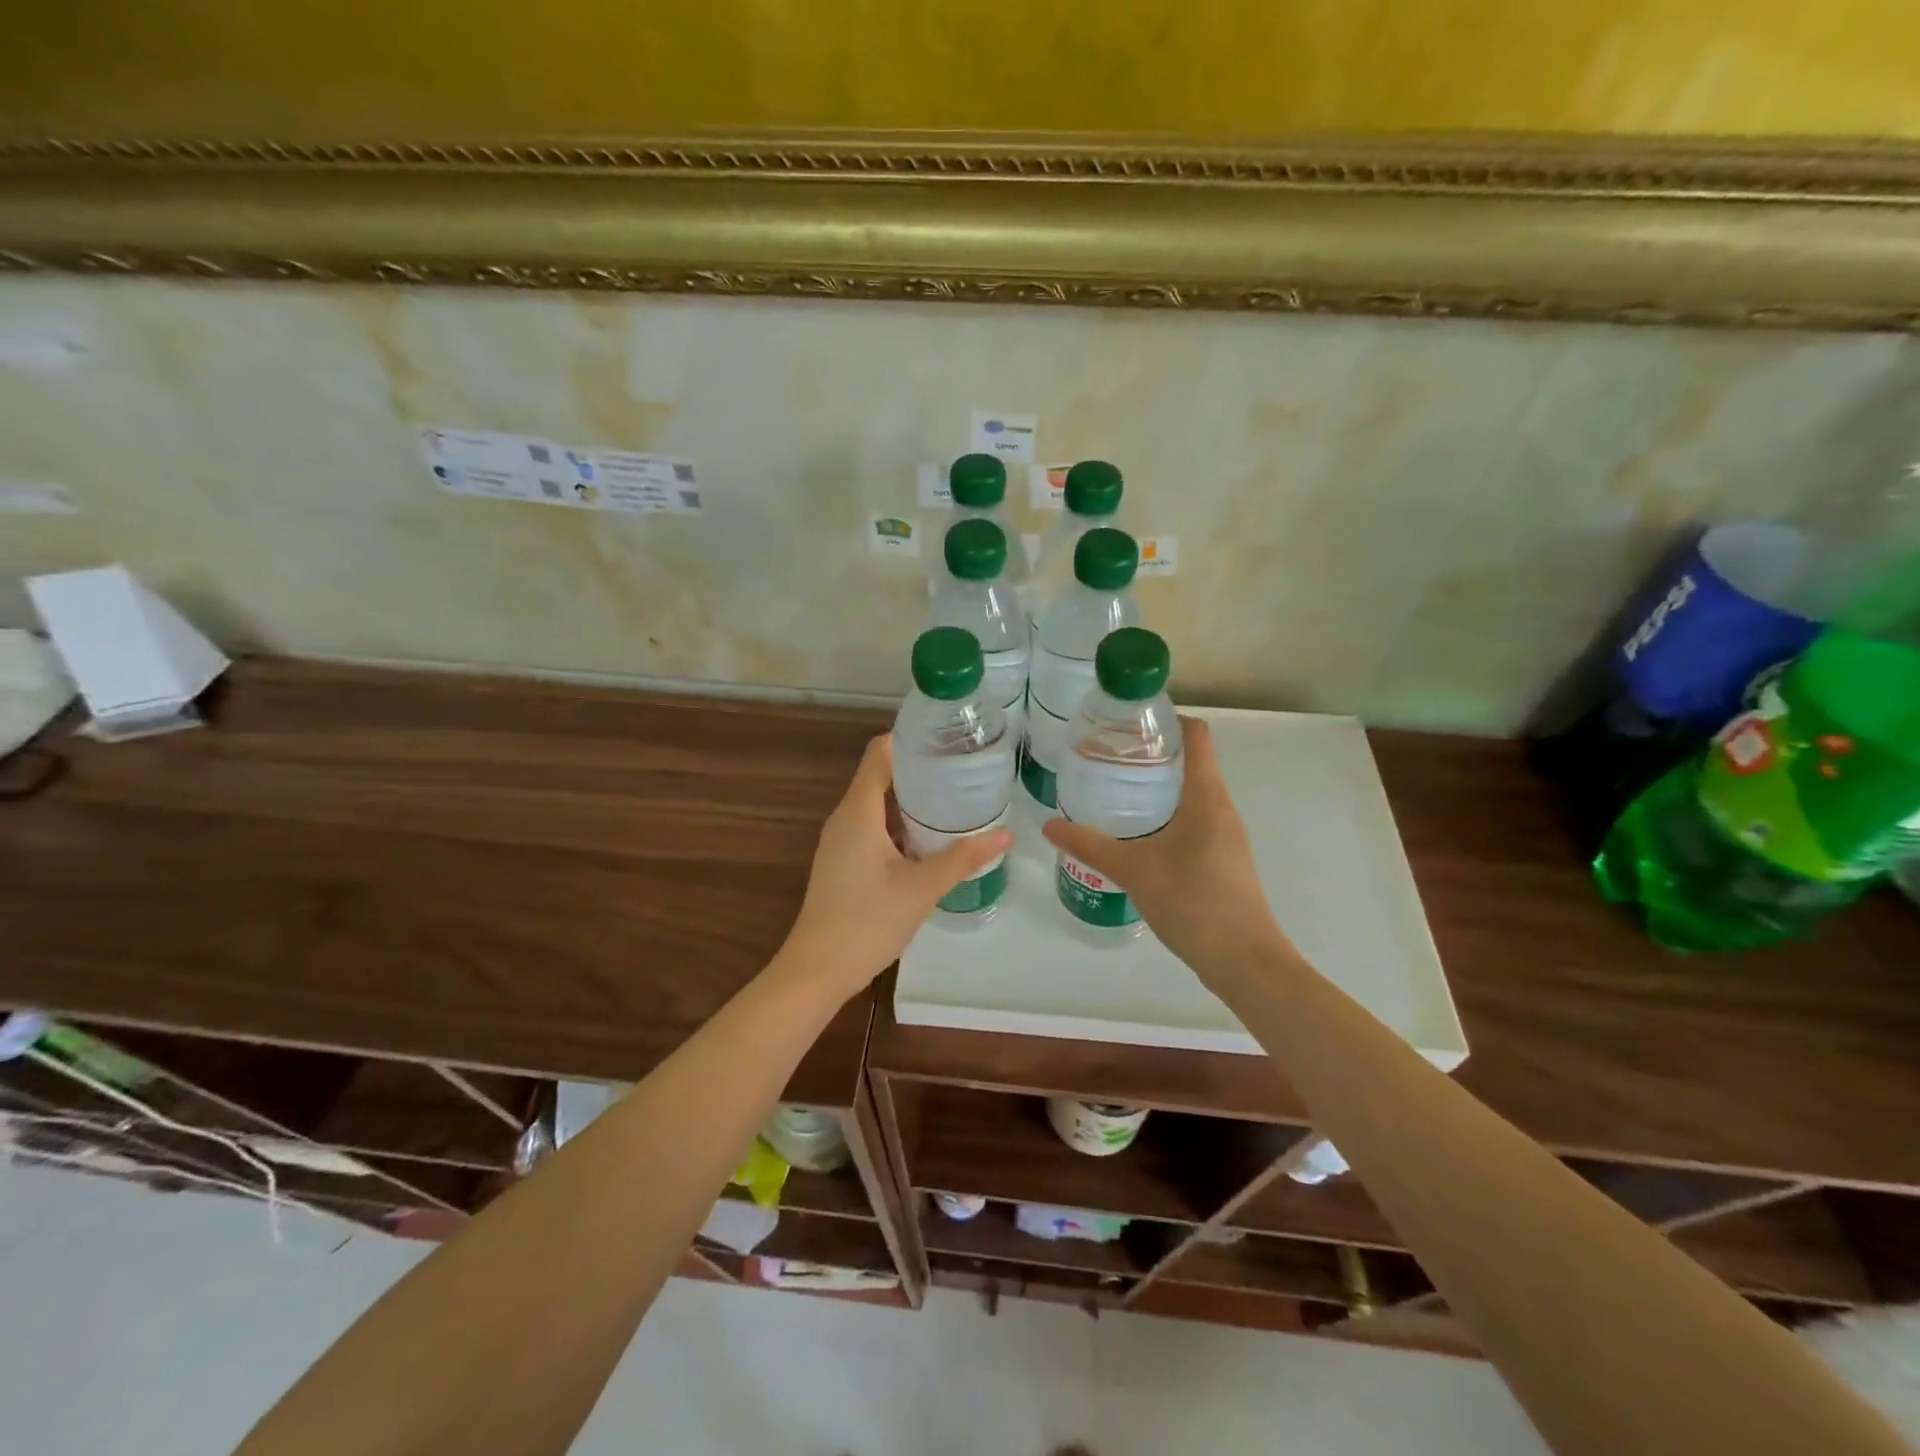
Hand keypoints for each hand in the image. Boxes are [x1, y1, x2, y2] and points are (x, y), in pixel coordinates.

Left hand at [779, 734, 1012, 997]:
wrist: (818, 970)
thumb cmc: (867, 921)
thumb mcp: (923, 887)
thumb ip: (964, 857)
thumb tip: (1006, 834)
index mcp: (858, 810)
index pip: (879, 752)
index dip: (910, 738)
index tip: (947, 738)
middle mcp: (845, 817)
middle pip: (880, 775)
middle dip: (920, 769)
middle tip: (963, 768)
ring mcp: (840, 841)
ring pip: (877, 804)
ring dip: (911, 799)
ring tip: (954, 798)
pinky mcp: (842, 862)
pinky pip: (872, 828)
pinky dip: (900, 824)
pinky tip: (930, 839)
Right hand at [1042, 717, 1288, 978]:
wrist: (1244, 961)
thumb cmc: (1193, 902)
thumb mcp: (1133, 870)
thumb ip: (1090, 845)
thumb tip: (1049, 825)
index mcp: (1207, 797)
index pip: (1197, 736)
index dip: (1168, 718)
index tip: (1130, 721)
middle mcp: (1222, 808)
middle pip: (1192, 762)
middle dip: (1152, 754)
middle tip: (1108, 756)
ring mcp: (1226, 835)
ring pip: (1192, 794)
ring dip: (1158, 786)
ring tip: (1115, 791)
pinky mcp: (1223, 859)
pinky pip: (1194, 821)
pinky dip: (1166, 815)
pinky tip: (1137, 835)